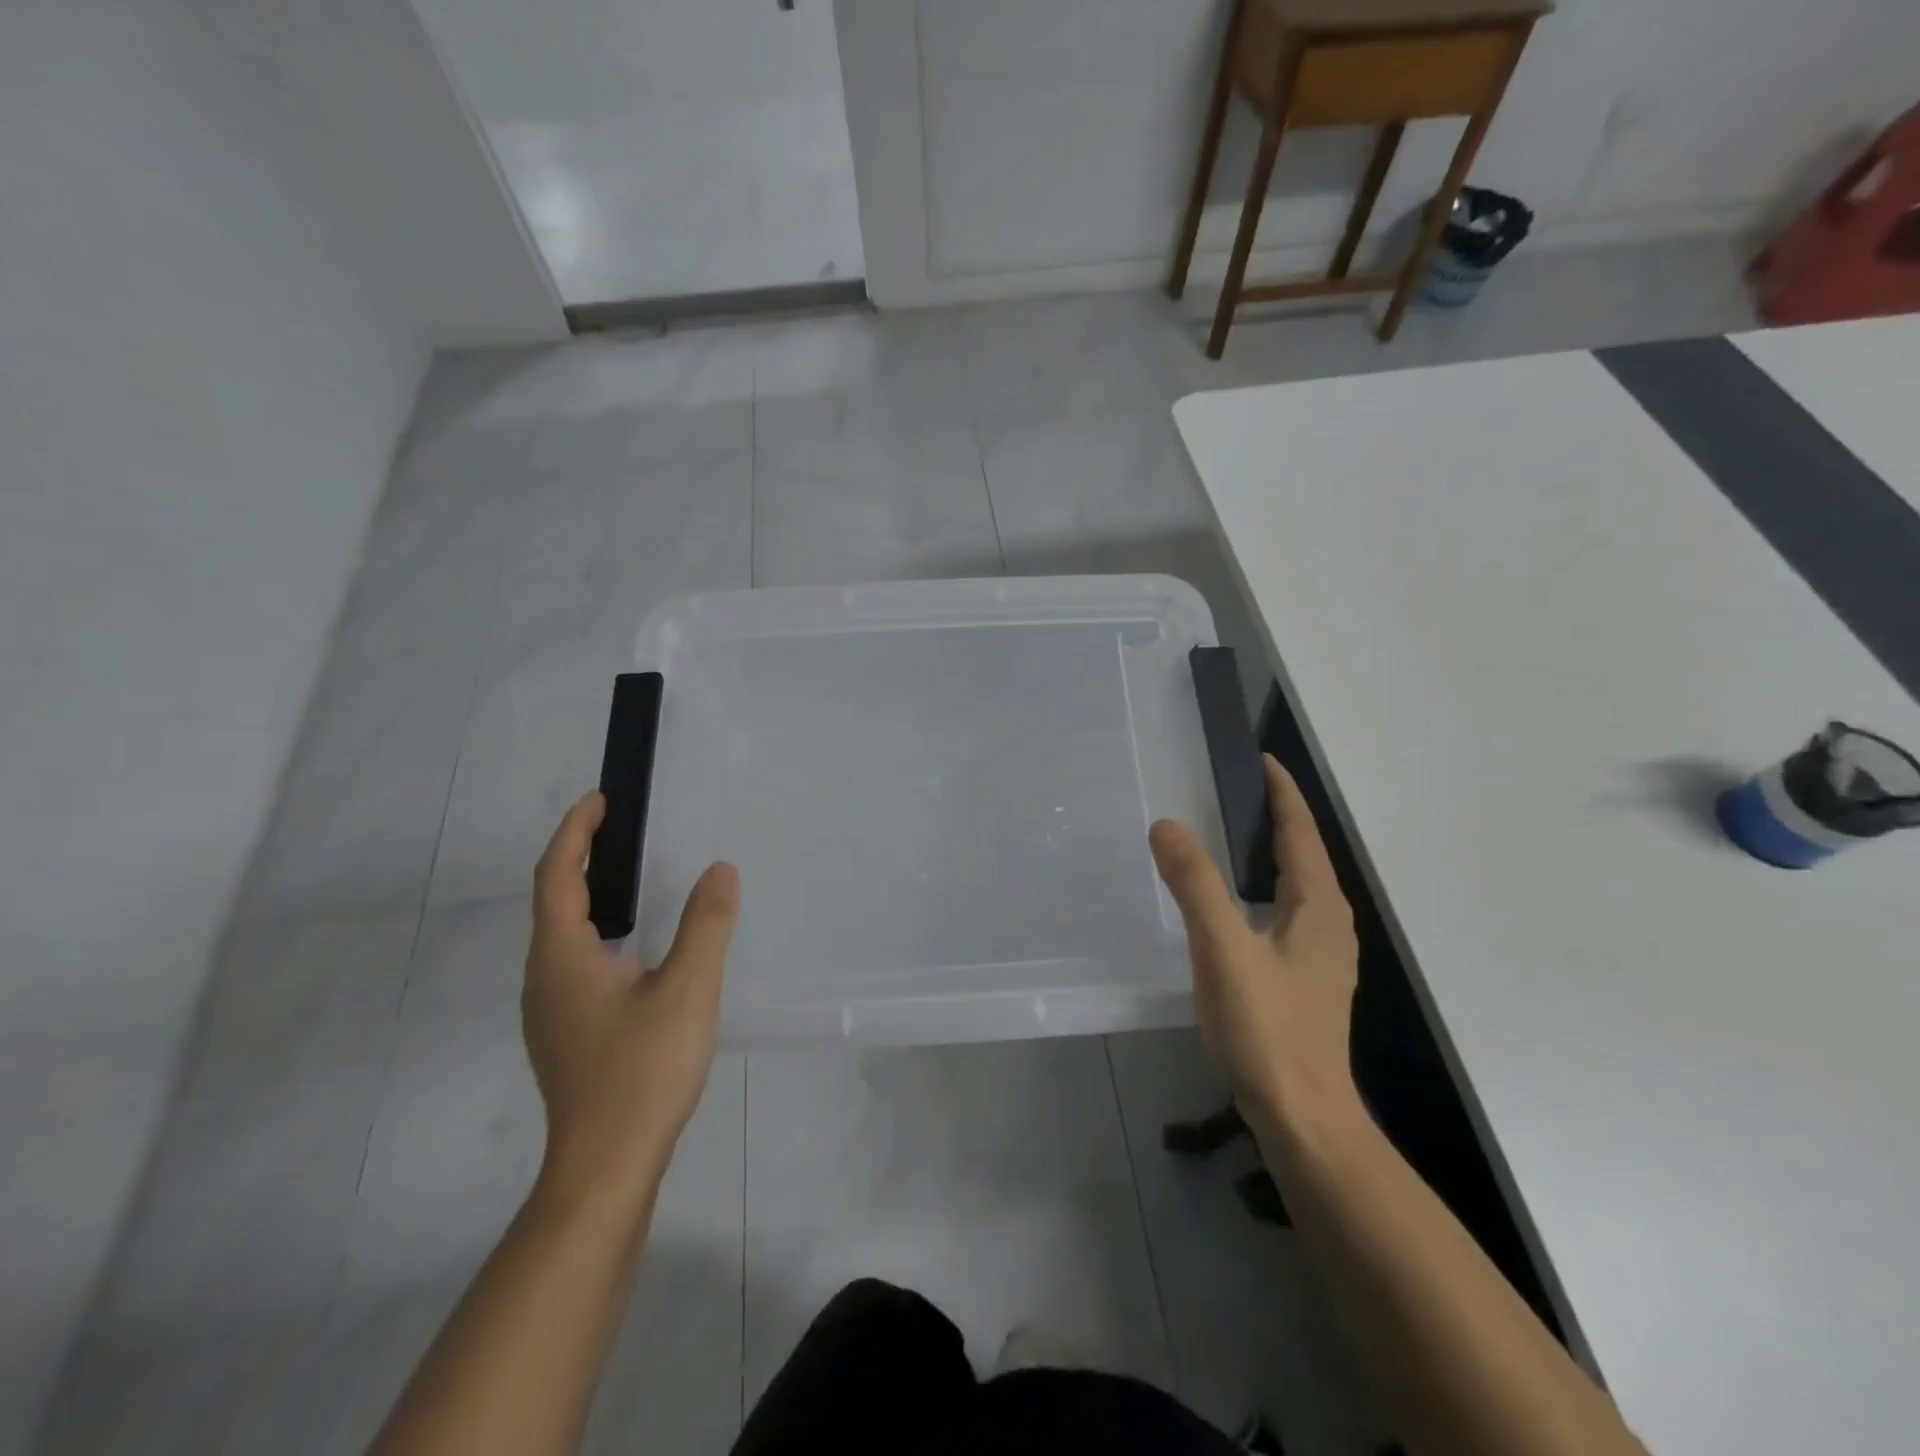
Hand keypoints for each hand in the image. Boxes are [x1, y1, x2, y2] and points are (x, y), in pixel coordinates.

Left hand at [523, 793, 739, 1207]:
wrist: (606, 1168)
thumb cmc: (642, 1070)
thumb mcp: (688, 988)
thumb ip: (706, 924)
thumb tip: (720, 870)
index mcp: (562, 957)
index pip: (558, 875)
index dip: (576, 832)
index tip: (600, 799)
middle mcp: (543, 978)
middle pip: (553, 902)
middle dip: (580, 858)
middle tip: (619, 831)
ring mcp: (550, 1012)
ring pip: (561, 937)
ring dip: (587, 897)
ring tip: (627, 881)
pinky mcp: (565, 1037)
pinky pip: (573, 964)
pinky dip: (595, 933)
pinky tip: (632, 952)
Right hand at [1149, 755, 1360, 1129]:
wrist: (1303, 1117)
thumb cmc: (1268, 1030)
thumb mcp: (1223, 950)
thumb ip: (1195, 885)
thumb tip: (1167, 825)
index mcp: (1318, 907)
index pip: (1301, 831)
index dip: (1282, 792)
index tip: (1259, 758)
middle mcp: (1329, 923)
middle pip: (1303, 854)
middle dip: (1274, 817)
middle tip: (1229, 790)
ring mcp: (1321, 955)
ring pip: (1296, 885)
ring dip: (1268, 853)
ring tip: (1227, 836)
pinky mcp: (1306, 979)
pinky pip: (1285, 912)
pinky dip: (1262, 888)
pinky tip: (1233, 904)